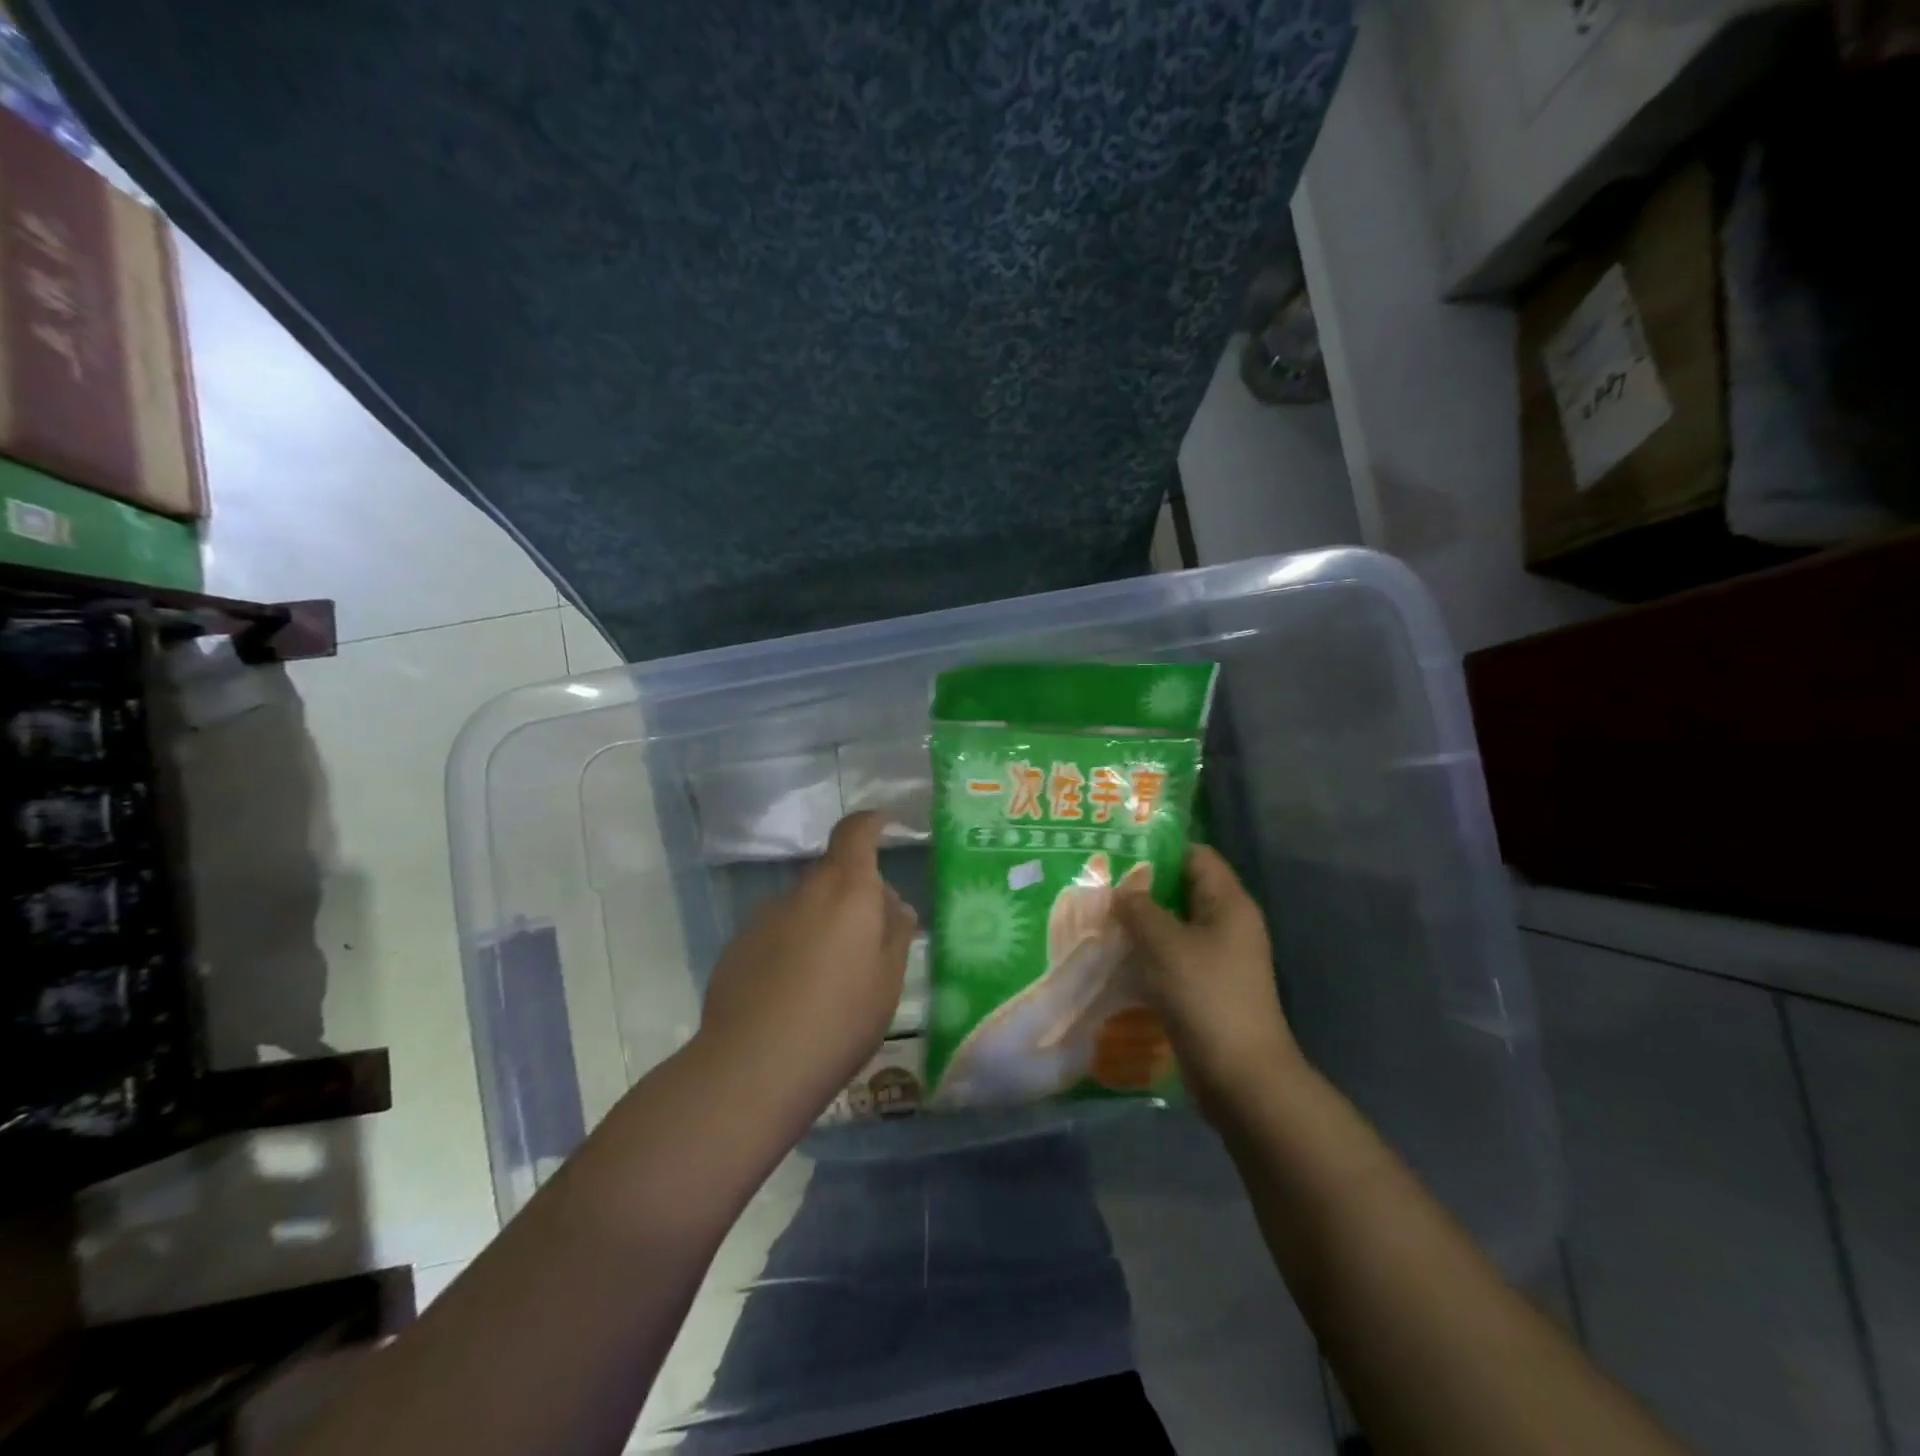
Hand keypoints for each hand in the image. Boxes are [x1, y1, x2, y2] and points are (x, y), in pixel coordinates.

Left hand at [698, 811, 917, 1120]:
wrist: (753, 1068)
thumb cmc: (839, 1020)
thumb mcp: (888, 980)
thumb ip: (896, 932)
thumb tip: (893, 902)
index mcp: (846, 890)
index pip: (855, 832)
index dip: (870, 823)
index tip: (883, 826)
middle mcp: (802, 892)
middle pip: (832, 874)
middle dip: (854, 894)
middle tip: (871, 937)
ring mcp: (764, 918)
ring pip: (804, 907)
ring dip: (822, 924)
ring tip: (831, 977)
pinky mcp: (737, 947)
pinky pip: (777, 934)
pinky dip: (792, 948)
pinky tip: (795, 994)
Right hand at [1113, 845, 1300, 1120]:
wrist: (1240, 1076)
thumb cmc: (1206, 997)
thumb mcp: (1166, 945)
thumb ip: (1139, 910)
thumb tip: (1121, 891)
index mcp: (1228, 904)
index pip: (1195, 855)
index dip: (1158, 848)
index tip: (1116, 849)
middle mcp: (1226, 924)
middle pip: (1182, 890)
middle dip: (1141, 887)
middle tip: (1096, 882)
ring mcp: (1217, 958)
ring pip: (1173, 926)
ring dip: (1139, 923)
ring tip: (1095, 915)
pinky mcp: (1204, 987)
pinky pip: (1171, 957)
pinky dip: (1145, 953)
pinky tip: (1112, 955)